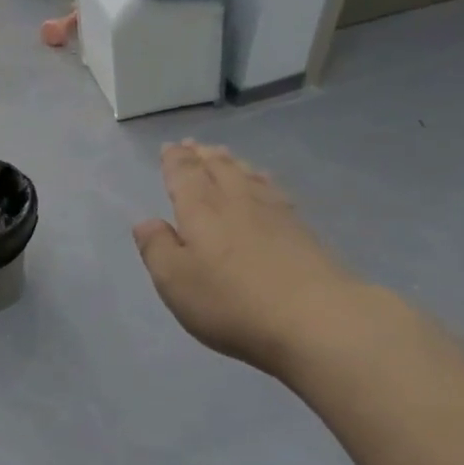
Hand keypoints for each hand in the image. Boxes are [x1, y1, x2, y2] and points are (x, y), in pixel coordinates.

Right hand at [133, 141, 361, 376]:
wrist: (317, 319)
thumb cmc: (232, 302)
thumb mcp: (175, 281)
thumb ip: (157, 248)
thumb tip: (146, 222)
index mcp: (201, 209)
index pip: (185, 173)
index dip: (175, 160)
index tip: (170, 148)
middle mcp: (236, 200)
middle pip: (219, 167)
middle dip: (203, 155)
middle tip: (195, 145)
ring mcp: (274, 212)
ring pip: (248, 175)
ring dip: (232, 163)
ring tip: (224, 156)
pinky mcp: (302, 230)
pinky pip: (273, 190)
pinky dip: (261, 180)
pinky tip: (265, 185)